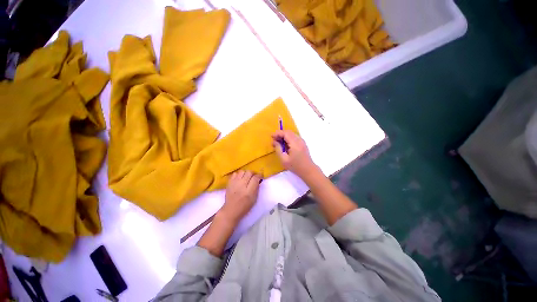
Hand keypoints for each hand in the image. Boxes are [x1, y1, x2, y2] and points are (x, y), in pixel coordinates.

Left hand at [220, 170, 260, 223]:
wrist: (231, 210)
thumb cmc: (245, 206)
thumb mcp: (254, 198)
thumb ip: (257, 188)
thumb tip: (258, 180)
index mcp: (249, 191)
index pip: (255, 178)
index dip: (259, 175)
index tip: (260, 176)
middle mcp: (242, 185)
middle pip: (249, 172)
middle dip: (253, 173)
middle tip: (254, 176)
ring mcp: (234, 183)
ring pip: (242, 171)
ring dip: (246, 173)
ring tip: (246, 177)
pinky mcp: (229, 182)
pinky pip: (235, 173)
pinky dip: (238, 174)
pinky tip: (239, 179)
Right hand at [272, 130, 316, 178]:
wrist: (308, 170)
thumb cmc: (295, 166)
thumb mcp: (284, 160)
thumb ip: (278, 149)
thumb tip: (274, 142)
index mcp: (295, 144)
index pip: (285, 133)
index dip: (278, 133)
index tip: (271, 136)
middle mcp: (299, 140)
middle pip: (288, 132)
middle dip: (280, 134)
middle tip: (274, 140)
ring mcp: (302, 141)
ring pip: (291, 134)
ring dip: (284, 136)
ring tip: (278, 142)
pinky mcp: (303, 144)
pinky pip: (294, 137)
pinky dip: (288, 138)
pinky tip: (284, 145)